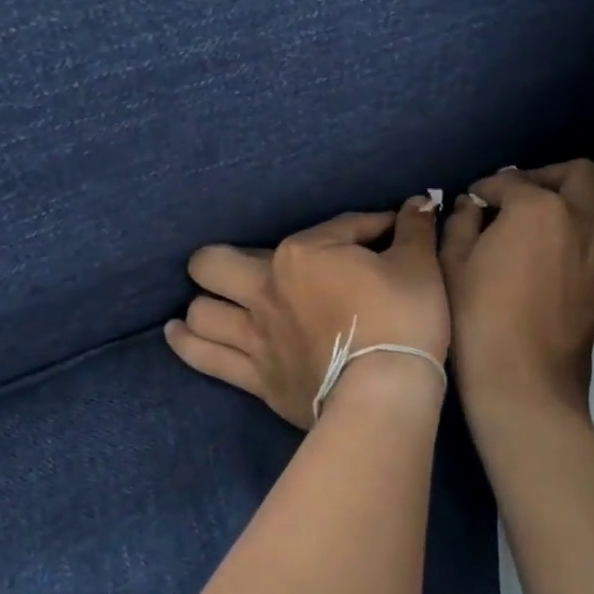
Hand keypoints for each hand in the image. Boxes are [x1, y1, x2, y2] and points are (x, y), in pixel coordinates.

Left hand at [166, 196, 449, 428]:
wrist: (385, 391)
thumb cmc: (402, 320)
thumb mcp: (419, 267)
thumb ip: (414, 230)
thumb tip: (419, 202)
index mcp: (304, 255)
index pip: (335, 228)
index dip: (367, 227)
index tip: (387, 234)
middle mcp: (266, 289)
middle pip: (217, 264)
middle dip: (225, 259)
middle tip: (251, 266)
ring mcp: (255, 335)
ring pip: (202, 311)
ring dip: (204, 303)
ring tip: (209, 300)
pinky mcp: (255, 376)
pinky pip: (206, 358)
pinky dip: (187, 345)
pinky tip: (174, 333)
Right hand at [440, 162, 593, 415]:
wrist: (526, 382)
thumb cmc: (478, 321)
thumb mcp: (451, 266)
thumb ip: (460, 225)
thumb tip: (470, 206)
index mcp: (535, 208)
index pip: (509, 181)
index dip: (488, 188)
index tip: (476, 200)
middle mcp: (584, 217)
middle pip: (578, 174)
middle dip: (549, 176)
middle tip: (528, 196)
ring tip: (584, 215)